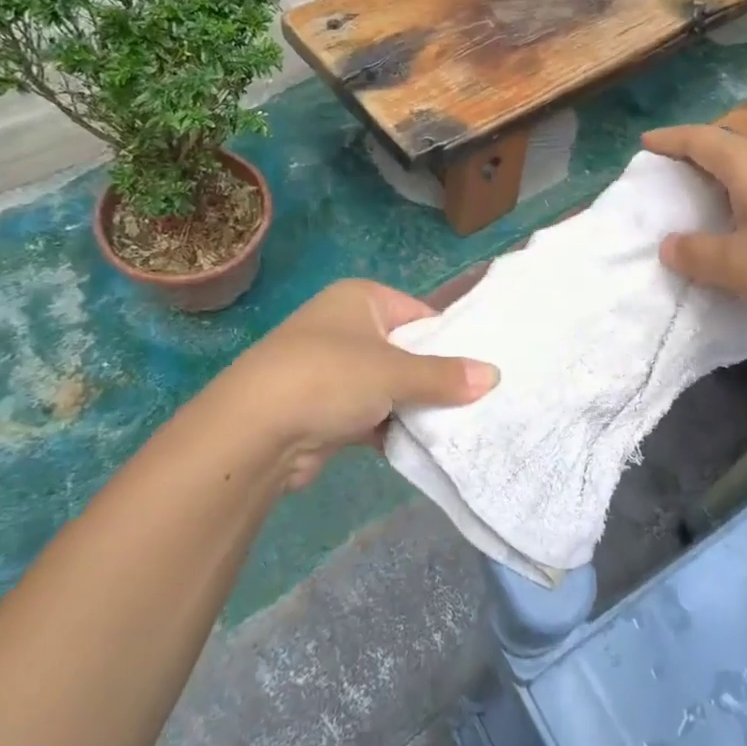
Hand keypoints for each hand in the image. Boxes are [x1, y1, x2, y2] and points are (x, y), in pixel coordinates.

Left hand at [218, 280, 497, 490]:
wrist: (253, 432)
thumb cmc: (329, 377)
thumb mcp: (395, 372)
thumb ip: (445, 376)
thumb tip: (493, 376)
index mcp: (361, 299)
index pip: (420, 314)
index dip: (450, 340)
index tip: (481, 368)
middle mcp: (346, 328)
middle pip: (407, 352)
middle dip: (436, 378)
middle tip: (478, 400)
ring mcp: (333, 370)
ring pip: (390, 387)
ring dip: (415, 407)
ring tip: (460, 425)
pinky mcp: (325, 410)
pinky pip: (372, 415)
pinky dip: (392, 428)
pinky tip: (423, 446)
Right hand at [644, 125, 746, 337]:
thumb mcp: (735, 265)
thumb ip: (695, 253)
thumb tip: (670, 245)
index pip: (699, 140)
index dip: (670, 140)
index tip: (645, 143)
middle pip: (726, 147)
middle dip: (695, 156)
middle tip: (669, 172)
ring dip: (724, 176)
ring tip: (703, 195)